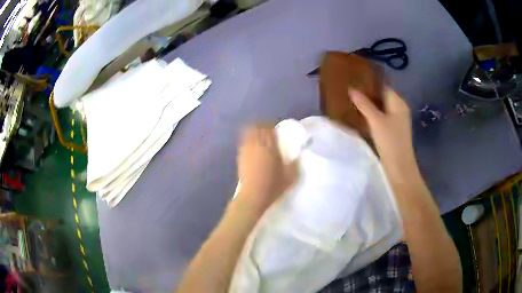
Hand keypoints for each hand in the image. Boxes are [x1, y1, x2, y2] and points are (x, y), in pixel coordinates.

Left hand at [236, 125, 297, 211]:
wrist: (253, 196)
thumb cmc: (273, 186)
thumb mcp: (290, 176)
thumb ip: (295, 163)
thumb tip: (298, 154)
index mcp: (270, 148)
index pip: (269, 129)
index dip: (272, 126)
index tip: (276, 129)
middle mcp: (257, 145)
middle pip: (257, 127)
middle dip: (262, 126)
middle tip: (268, 130)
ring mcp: (247, 150)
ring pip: (248, 132)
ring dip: (254, 131)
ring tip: (260, 136)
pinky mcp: (240, 156)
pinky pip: (243, 141)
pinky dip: (248, 138)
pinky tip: (252, 145)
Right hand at [350, 88, 415, 172]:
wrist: (399, 166)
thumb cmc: (390, 141)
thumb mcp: (376, 121)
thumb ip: (364, 104)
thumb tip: (352, 89)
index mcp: (398, 102)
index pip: (383, 86)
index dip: (370, 83)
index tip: (355, 80)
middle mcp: (399, 108)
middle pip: (382, 96)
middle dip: (368, 94)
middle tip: (351, 90)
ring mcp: (397, 120)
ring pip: (381, 107)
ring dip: (370, 104)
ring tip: (353, 101)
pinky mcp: (393, 129)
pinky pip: (382, 116)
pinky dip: (373, 114)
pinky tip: (362, 115)